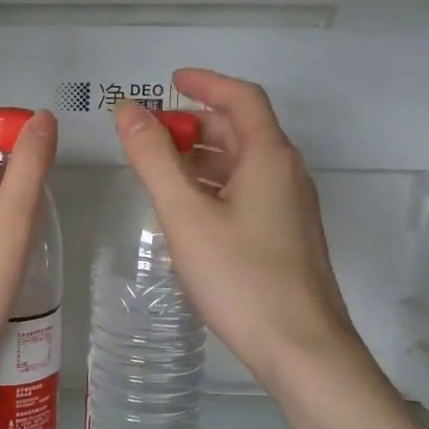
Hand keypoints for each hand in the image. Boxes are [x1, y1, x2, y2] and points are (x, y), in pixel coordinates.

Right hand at [114, 70, 366, 387]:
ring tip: (159, 169)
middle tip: (152, 133)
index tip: (170, 80)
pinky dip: (214, 186)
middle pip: (242, 130)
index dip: (206, 83)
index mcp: (269, 157)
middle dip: (196, 123)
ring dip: (202, 157)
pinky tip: (187, 211)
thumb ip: (154, 160)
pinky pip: (247, 193)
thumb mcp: (186, 214)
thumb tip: (128, 111)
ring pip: (243, 165)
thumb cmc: (241, 277)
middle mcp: (286, 174)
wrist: (300, 348)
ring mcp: (290, 208)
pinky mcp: (286, 238)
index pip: (241, 98)